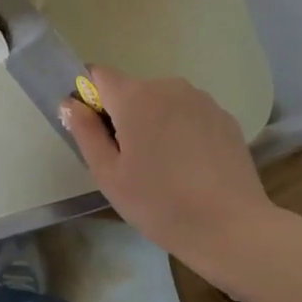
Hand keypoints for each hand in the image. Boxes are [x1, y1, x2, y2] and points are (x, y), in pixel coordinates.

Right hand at [61, 66, 270, 272]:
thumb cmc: (159, 203)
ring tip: (164, 167)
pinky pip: (189, 114)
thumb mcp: (109, 174)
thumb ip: (85, 132)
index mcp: (135, 97)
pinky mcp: (225, 117)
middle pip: (132, 90)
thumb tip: (70, 103)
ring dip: (155, 123)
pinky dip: (182, 132)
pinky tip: (191, 168)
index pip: (98, 75)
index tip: (96, 131)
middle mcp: (169, 86)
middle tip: (129, 161)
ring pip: (163, 103)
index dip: (90, 97)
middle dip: (124, 116)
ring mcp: (202, 100)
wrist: (231, 226)